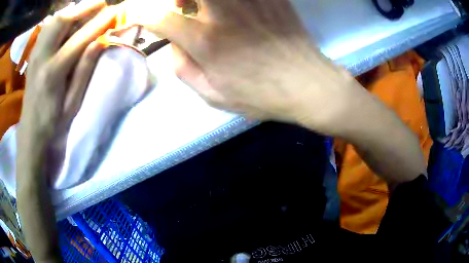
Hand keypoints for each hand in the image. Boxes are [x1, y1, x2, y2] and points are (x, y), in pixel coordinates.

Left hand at [17, 0, 115, 179]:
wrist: (31, 131)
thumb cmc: (53, 122)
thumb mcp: (73, 102)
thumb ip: (84, 69)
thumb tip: (101, 41)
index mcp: (53, 73)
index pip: (79, 38)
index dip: (99, 23)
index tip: (116, 11)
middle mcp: (42, 58)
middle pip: (63, 21)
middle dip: (85, 7)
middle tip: (102, 4)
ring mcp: (35, 54)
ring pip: (54, 20)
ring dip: (73, 11)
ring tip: (86, 11)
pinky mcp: (33, 54)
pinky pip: (48, 27)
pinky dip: (61, 19)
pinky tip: (69, 22)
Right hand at [145, 0, 360, 130]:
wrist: (307, 84)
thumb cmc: (261, 95)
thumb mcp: (214, 95)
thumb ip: (184, 70)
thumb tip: (173, 46)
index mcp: (207, 42)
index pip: (161, 18)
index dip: (144, 16)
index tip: (141, 17)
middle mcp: (224, 14)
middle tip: (182, 7)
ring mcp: (251, 1)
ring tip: (207, 6)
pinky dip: (234, 1)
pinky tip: (236, 9)